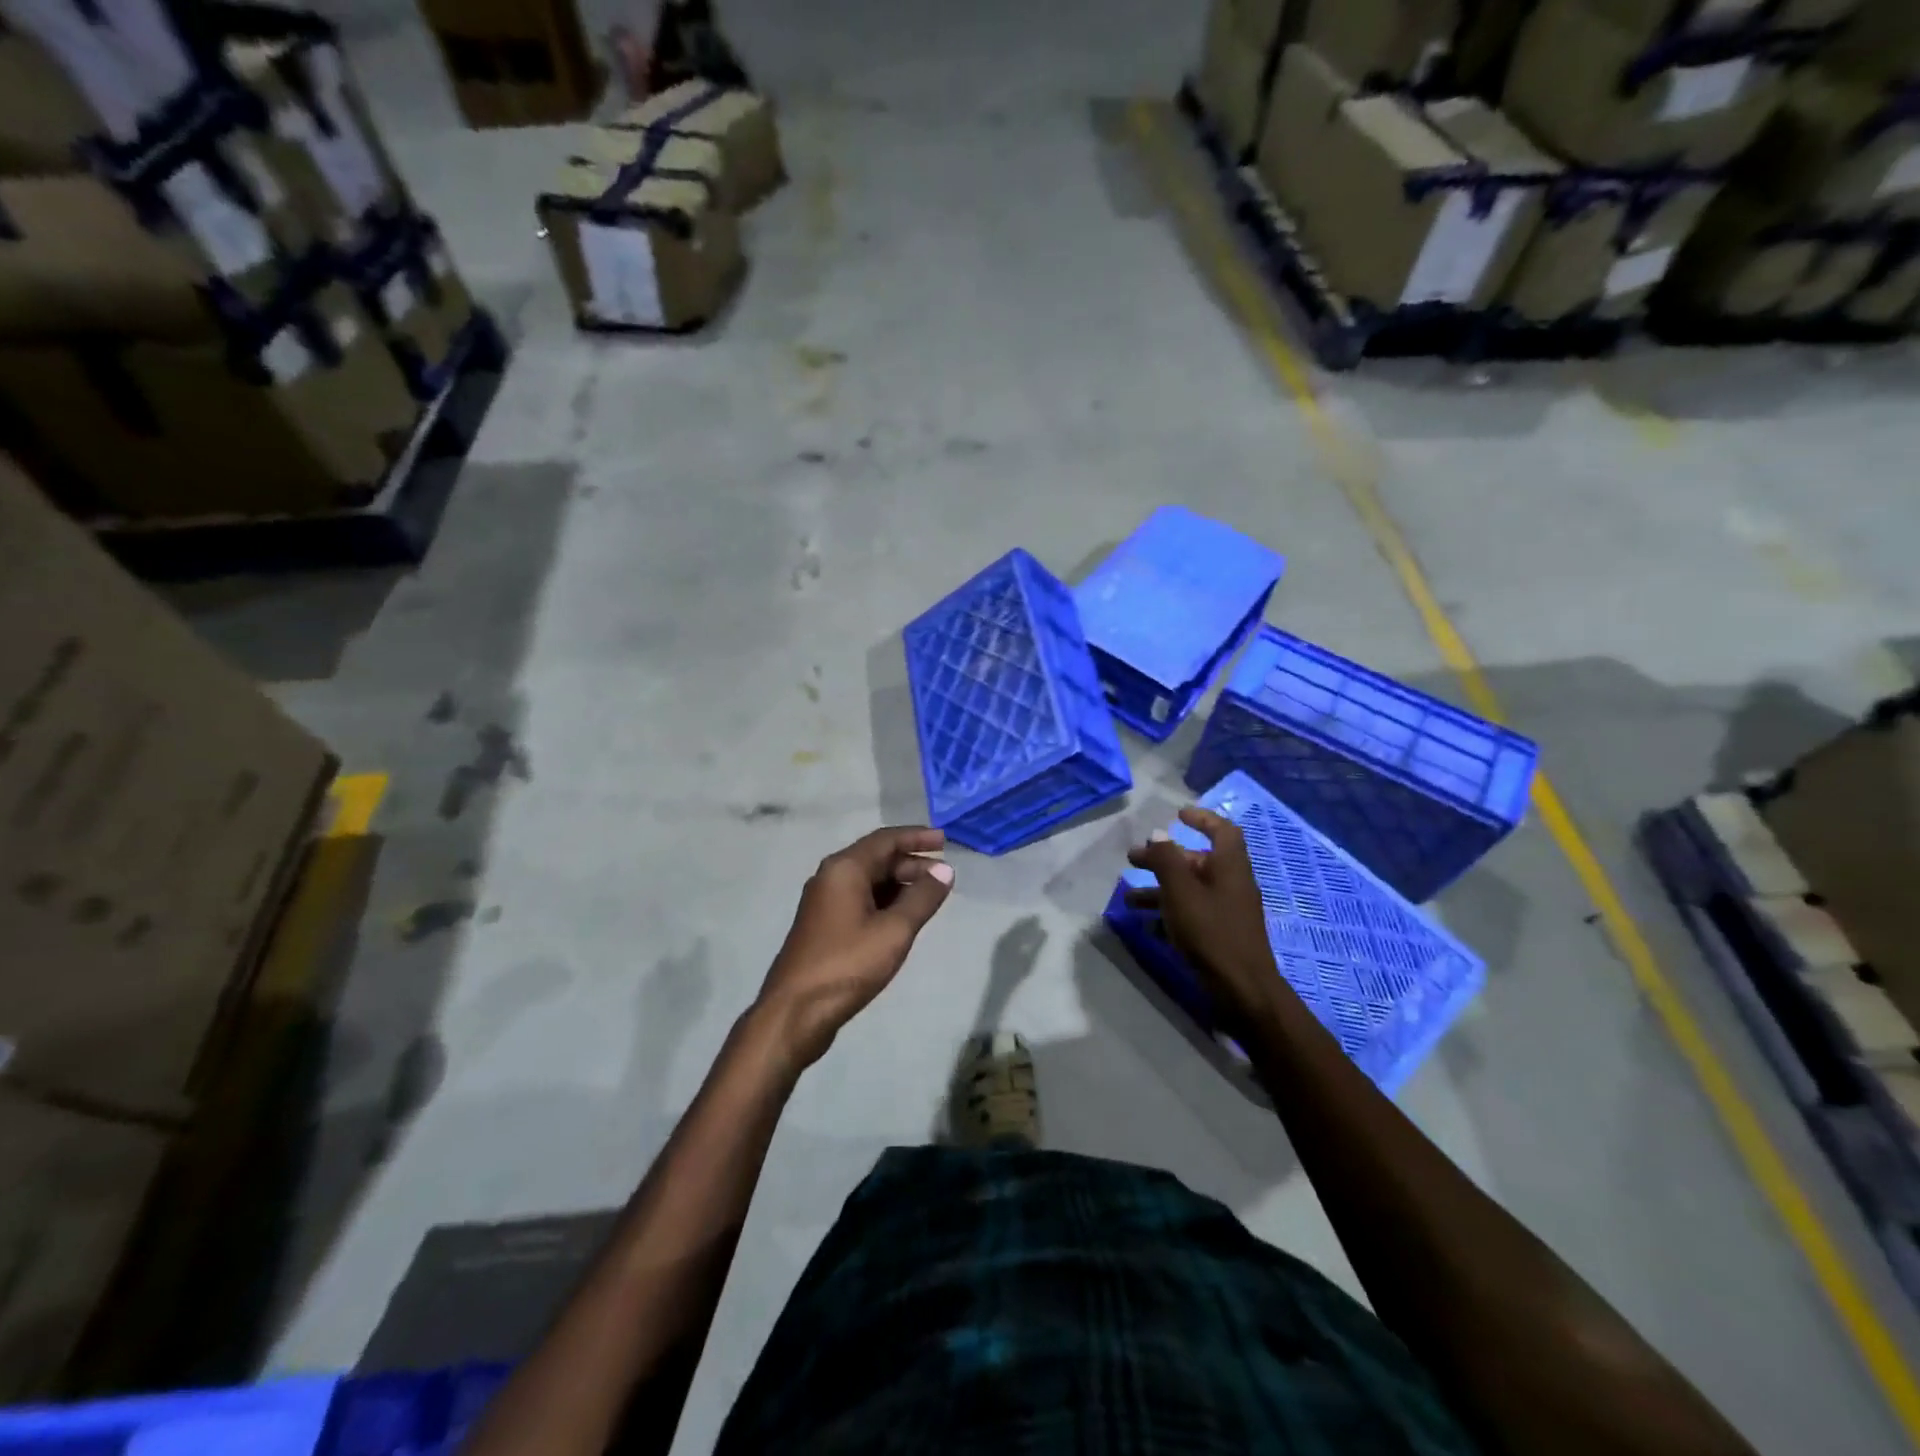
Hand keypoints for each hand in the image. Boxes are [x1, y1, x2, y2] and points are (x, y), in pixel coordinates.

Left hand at [756, 827, 954, 1069]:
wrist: (794, 1012)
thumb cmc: (847, 965)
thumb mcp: (894, 931)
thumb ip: (922, 898)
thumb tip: (945, 870)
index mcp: (844, 869)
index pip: (886, 839)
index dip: (917, 837)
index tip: (945, 840)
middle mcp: (830, 877)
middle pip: (876, 858)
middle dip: (912, 863)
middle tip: (944, 877)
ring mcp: (824, 902)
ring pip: (868, 880)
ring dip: (900, 883)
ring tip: (930, 897)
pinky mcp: (824, 925)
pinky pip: (860, 899)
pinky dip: (885, 900)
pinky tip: (903, 917)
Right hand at [1126, 808, 1279, 1035]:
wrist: (1243, 991)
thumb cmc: (1212, 933)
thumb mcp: (1181, 892)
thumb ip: (1167, 860)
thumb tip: (1158, 834)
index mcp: (1230, 867)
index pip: (1222, 830)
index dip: (1202, 819)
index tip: (1177, 815)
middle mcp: (1231, 884)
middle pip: (1197, 861)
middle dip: (1164, 858)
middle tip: (1132, 860)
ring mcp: (1227, 912)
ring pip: (1190, 890)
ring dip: (1159, 889)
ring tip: (1129, 899)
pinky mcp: (1220, 935)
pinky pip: (1191, 914)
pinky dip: (1168, 913)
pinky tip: (1145, 925)